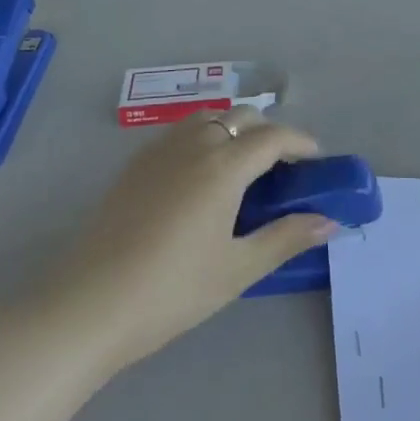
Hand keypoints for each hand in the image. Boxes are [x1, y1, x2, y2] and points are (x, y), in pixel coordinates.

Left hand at [45, 112, 334, 371]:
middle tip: (282, 168)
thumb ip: (286, 238)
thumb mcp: (237, 269)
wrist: (89, 304)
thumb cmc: (171, 290)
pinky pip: (182, 132)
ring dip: (235, 129)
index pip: (274, 137)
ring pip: (210, 118)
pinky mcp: (137, 163)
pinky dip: (206, 137)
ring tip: (243, 168)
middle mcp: (195, 144)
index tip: (316, 159)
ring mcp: (161, 149)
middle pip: (242, 116)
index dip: (301, 142)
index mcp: (224, 166)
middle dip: (270, 132)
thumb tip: (330, 221)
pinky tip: (201, 176)